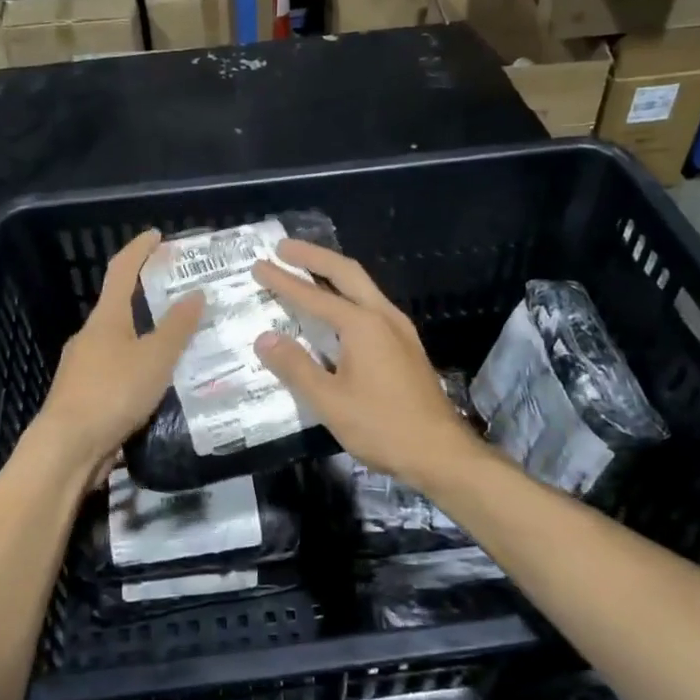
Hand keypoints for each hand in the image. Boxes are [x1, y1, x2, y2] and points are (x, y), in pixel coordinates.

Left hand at [34, 229, 203, 472]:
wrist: (67, 448)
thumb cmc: (113, 392)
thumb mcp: (155, 358)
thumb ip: (177, 327)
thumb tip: (196, 293)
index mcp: (106, 318)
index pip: (122, 270)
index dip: (140, 249)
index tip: (158, 236)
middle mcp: (91, 335)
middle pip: (121, 305)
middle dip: (149, 297)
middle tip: (183, 297)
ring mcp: (83, 366)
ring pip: (121, 341)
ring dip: (146, 336)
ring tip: (180, 344)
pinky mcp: (84, 394)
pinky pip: (118, 369)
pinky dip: (139, 366)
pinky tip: (159, 383)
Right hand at [254, 240, 483, 493]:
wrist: (440, 453)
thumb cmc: (382, 427)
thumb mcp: (329, 401)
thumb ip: (295, 367)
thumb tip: (264, 338)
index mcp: (362, 325)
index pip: (313, 296)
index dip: (283, 281)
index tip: (259, 265)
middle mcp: (383, 316)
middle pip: (346, 272)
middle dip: (314, 256)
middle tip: (283, 246)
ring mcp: (399, 329)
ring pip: (363, 286)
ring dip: (333, 272)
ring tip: (307, 267)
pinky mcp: (406, 345)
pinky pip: (371, 304)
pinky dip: (348, 293)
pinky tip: (338, 308)